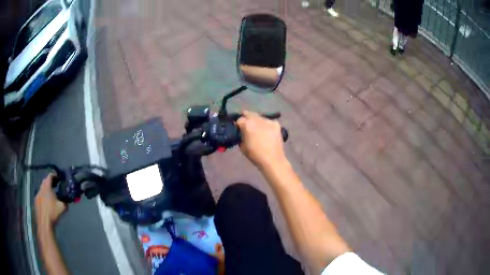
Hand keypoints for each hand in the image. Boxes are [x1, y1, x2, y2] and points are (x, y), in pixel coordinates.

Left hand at [35, 174, 66, 227]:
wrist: (44, 222)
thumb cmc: (53, 212)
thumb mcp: (62, 207)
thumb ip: (65, 202)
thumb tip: (67, 200)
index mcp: (47, 187)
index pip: (50, 176)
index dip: (54, 175)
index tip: (58, 178)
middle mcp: (41, 188)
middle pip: (45, 181)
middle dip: (49, 182)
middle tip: (55, 186)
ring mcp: (37, 194)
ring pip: (42, 189)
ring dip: (46, 190)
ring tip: (50, 196)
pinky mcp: (36, 201)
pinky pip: (40, 196)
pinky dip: (43, 197)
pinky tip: (46, 204)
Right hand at [236, 110, 286, 168]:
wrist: (272, 160)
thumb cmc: (255, 155)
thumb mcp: (242, 147)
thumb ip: (241, 136)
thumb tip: (242, 133)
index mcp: (247, 124)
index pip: (239, 120)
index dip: (238, 125)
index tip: (238, 129)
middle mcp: (257, 119)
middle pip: (249, 114)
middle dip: (246, 118)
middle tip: (247, 125)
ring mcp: (267, 120)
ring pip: (259, 117)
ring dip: (257, 121)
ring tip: (258, 129)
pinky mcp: (276, 124)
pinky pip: (269, 122)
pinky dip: (266, 125)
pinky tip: (267, 132)